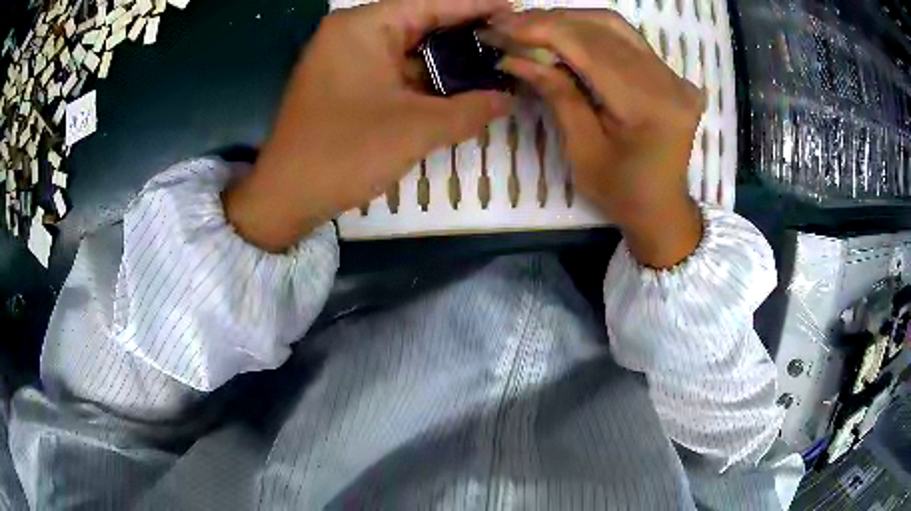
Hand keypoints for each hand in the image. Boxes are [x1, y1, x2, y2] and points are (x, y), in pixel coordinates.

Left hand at [225, 0, 512, 251]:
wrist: (286, 198)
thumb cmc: (344, 153)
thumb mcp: (416, 129)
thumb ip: (470, 109)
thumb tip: (508, 99)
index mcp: (364, 26)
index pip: (433, 3)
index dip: (479, 5)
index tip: (517, 10)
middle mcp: (354, 32)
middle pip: (422, 22)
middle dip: (468, 33)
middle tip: (512, 42)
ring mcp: (347, 58)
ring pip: (410, 48)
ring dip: (449, 59)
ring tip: (497, 63)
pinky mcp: (347, 83)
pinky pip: (396, 70)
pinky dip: (427, 78)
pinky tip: (461, 86)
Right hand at [494, 10, 704, 267]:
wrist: (664, 209)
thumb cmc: (622, 193)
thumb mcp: (582, 151)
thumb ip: (557, 95)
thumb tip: (514, 56)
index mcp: (648, 107)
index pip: (589, 48)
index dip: (541, 30)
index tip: (498, 26)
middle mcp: (669, 82)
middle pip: (602, 29)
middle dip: (549, 21)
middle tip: (507, 24)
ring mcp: (674, 75)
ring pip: (614, 26)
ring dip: (568, 20)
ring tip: (530, 26)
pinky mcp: (671, 74)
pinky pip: (626, 38)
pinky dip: (590, 30)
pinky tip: (562, 34)